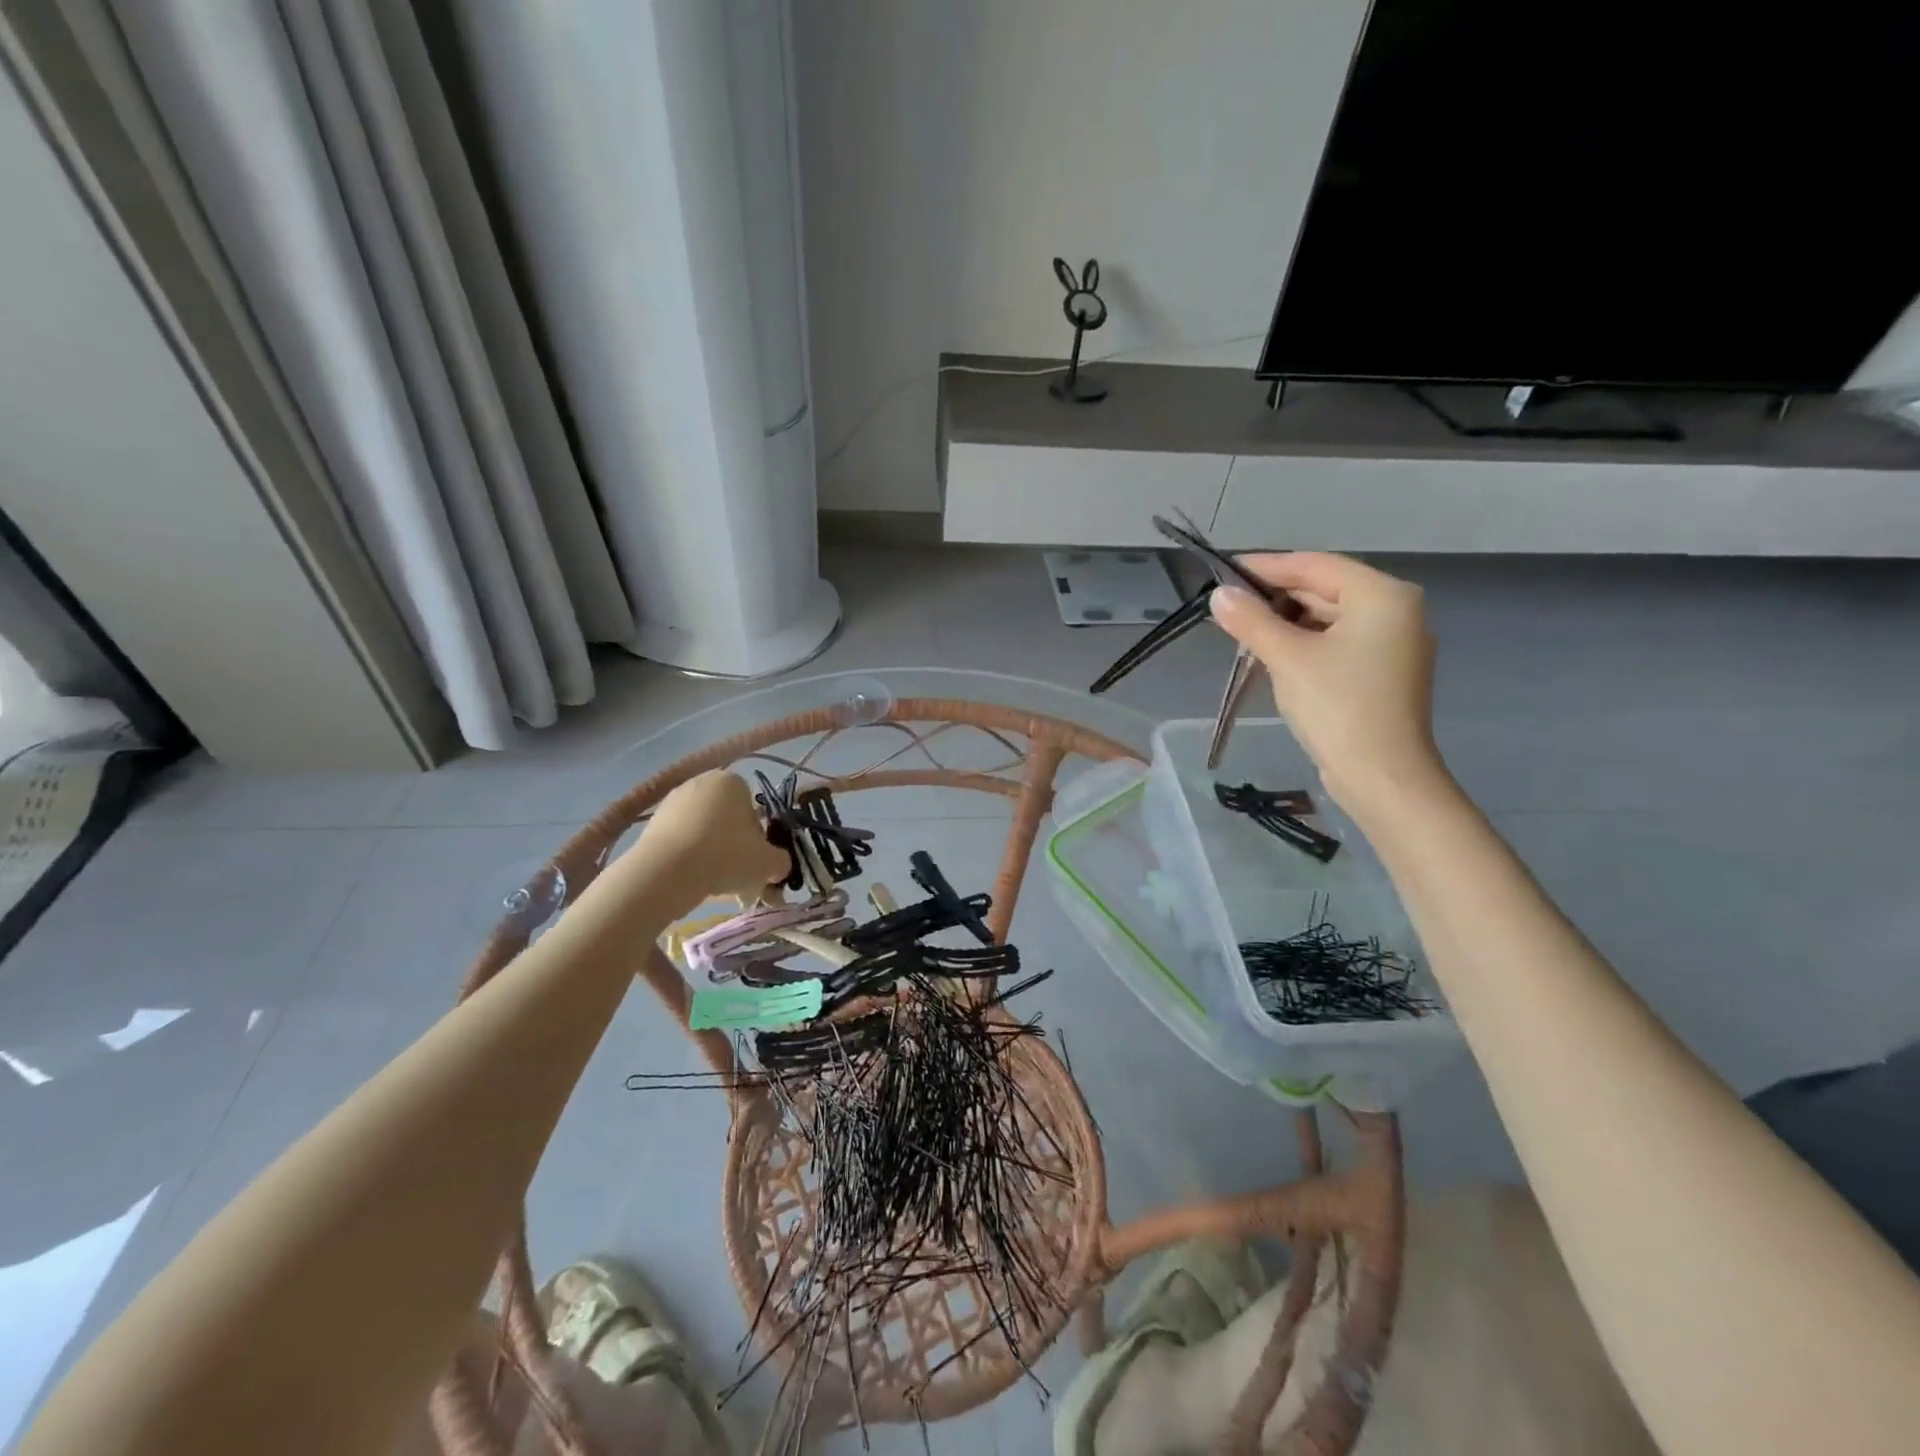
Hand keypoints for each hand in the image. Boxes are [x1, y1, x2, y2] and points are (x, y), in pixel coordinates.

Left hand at [635, 770, 789, 905]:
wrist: (666, 872)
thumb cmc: (726, 856)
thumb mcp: (768, 863)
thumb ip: (781, 862)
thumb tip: (779, 866)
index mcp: (733, 782)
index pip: (753, 809)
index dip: (758, 837)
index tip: (755, 859)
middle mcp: (701, 783)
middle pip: (727, 819)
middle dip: (734, 846)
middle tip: (738, 876)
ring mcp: (672, 802)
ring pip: (703, 831)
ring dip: (711, 854)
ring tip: (715, 885)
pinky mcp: (651, 823)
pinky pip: (680, 841)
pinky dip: (688, 858)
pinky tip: (692, 881)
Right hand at [1210, 553, 1448, 822]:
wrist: (1381, 776)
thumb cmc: (1337, 706)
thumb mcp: (1287, 658)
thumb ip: (1251, 620)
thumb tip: (1219, 595)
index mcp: (1382, 595)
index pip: (1315, 565)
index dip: (1267, 566)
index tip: (1225, 571)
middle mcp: (1395, 611)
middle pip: (1324, 589)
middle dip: (1275, 597)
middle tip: (1228, 604)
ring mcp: (1392, 644)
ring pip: (1329, 618)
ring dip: (1286, 622)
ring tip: (1242, 629)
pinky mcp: (1382, 673)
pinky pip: (1337, 642)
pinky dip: (1304, 643)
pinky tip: (1272, 653)